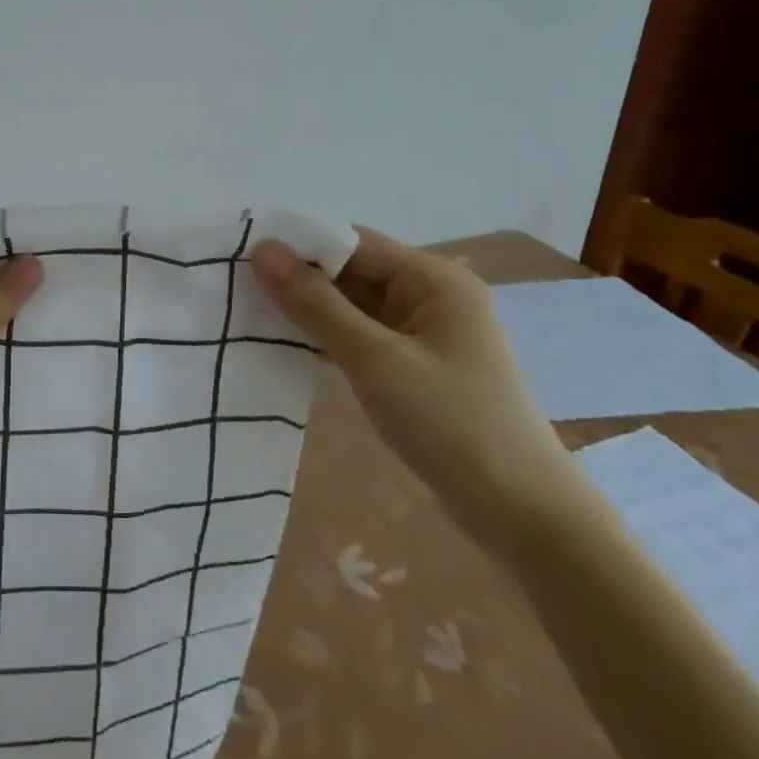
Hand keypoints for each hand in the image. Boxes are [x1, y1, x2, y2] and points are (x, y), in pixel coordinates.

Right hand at [250, 227, 580, 556]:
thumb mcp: (376, 360)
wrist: (524, 516)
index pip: (351, 241)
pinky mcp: (412, 365)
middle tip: (234, 289)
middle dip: (298, 280)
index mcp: (432, 278)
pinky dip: (325, 339)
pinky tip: (284, 347)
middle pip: (350, 271)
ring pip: (350, 306)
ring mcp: (421, 332)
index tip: (240, 258)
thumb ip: (316, 304)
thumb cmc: (452, 425)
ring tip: (246, 315)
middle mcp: (428, 294)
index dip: (298, 246)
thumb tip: (262, 250)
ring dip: (307, 311)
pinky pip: (359, 336)